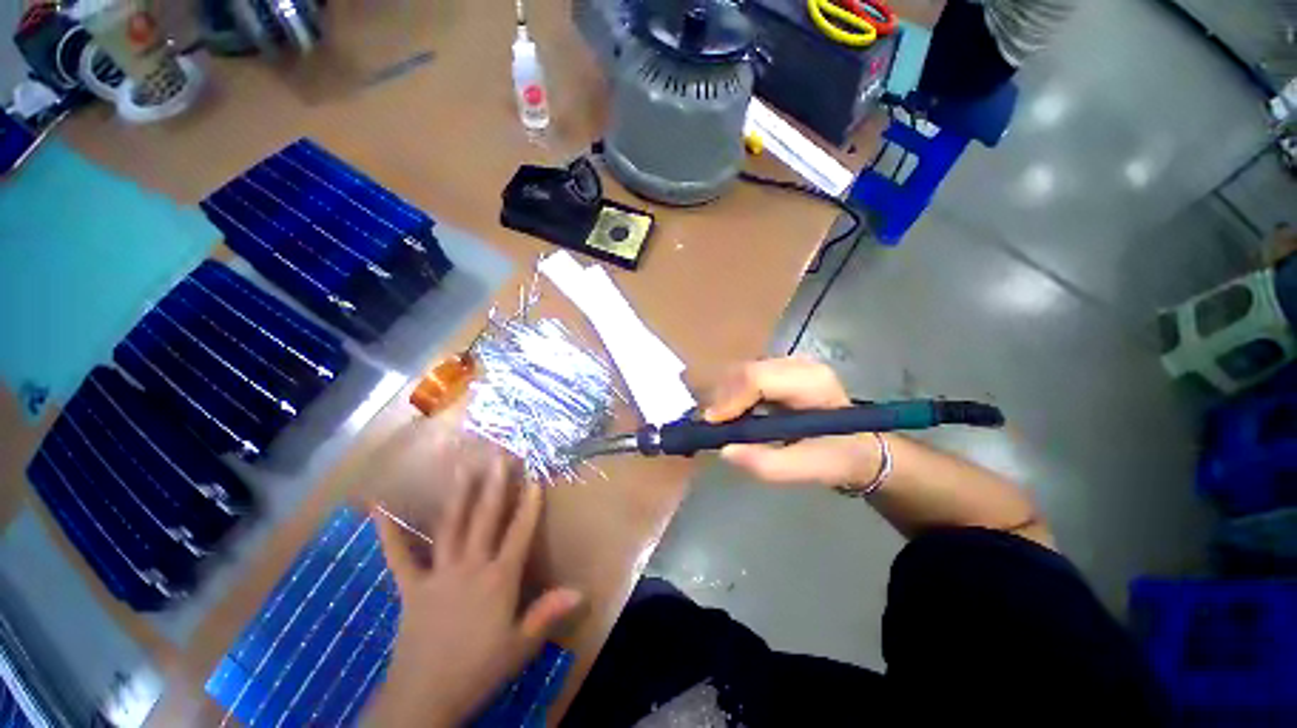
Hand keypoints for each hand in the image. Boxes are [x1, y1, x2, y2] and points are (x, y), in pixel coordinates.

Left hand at [366, 457, 582, 726]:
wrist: (423, 700)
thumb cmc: (478, 670)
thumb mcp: (520, 646)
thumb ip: (548, 613)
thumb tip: (581, 590)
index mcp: (498, 579)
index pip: (519, 533)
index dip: (529, 505)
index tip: (535, 478)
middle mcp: (470, 566)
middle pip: (485, 519)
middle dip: (495, 485)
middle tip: (499, 456)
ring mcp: (438, 573)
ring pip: (451, 526)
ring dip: (459, 495)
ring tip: (462, 467)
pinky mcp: (411, 587)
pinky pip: (399, 556)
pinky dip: (389, 533)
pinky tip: (379, 509)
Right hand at [705, 357, 883, 487]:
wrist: (858, 446)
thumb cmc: (836, 458)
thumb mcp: (807, 469)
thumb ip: (766, 464)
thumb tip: (724, 450)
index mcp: (812, 383)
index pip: (757, 378)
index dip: (730, 399)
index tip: (712, 424)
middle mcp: (799, 364)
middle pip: (746, 370)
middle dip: (723, 397)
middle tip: (713, 425)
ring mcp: (789, 362)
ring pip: (742, 370)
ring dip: (726, 394)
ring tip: (722, 421)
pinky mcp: (780, 368)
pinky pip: (747, 375)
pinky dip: (733, 392)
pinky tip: (734, 412)